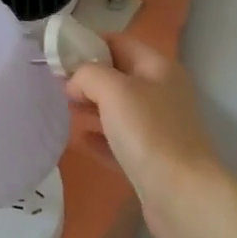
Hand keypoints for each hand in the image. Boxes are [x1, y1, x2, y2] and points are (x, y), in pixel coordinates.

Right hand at [68, 35, 222, 237]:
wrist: (181, 195)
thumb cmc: (148, 132)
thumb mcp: (114, 90)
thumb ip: (88, 75)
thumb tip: (74, 83)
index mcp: (158, 68)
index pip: (120, 42)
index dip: (89, 43)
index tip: (58, 54)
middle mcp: (161, 93)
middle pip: (118, 75)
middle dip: (86, 78)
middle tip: (55, 86)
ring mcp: (157, 127)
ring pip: (117, 109)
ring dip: (90, 107)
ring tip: (62, 111)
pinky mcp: (150, 158)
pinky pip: (118, 140)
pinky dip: (98, 138)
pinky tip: (78, 142)